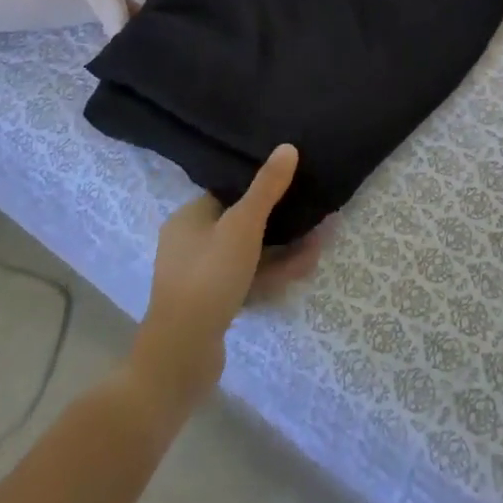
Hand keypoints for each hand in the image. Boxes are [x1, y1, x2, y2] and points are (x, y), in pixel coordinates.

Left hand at [125, 145, 323, 431]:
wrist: (181, 356)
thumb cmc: (209, 278)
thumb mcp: (243, 226)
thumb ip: (266, 188)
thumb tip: (288, 147)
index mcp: (188, 219)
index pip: (228, 192)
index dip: (261, 186)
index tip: (294, 182)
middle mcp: (190, 244)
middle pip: (243, 222)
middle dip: (282, 220)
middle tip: (315, 215)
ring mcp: (202, 276)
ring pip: (251, 252)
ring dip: (285, 247)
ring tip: (321, 240)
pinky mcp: (214, 303)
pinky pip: (250, 277)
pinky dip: (275, 271)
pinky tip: (305, 266)